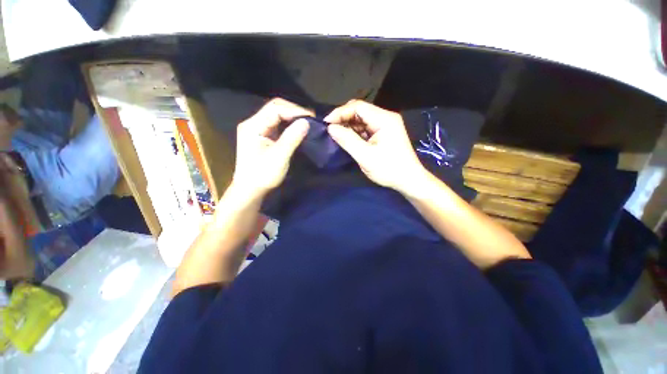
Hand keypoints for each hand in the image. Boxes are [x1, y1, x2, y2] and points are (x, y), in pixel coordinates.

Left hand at [232, 98, 312, 198]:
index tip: (311, 117)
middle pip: (275, 109)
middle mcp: (253, 124)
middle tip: (311, 119)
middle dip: (294, 112)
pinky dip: (289, 126)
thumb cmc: (263, 175)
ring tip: (307, 123)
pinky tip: (298, 130)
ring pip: (277, 117)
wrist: (250, 190)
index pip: (275, 109)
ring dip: (292, 118)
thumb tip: (306, 122)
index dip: (294, 110)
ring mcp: (257, 130)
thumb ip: (292, 138)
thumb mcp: (279, 157)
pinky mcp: (262, 137)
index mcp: (253, 126)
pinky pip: (277, 126)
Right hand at [325, 100, 426, 192]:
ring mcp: (385, 125)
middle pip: (360, 111)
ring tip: (337, 135)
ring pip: (362, 119)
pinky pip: (366, 127)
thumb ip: (347, 140)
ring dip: (349, 126)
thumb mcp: (365, 156)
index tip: (326, 124)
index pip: (358, 106)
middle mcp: (385, 117)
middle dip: (343, 118)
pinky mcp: (384, 133)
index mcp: (384, 119)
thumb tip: (330, 128)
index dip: (340, 112)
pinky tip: (348, 139)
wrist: (408, 180)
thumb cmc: (388, 169)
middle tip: (330, 130)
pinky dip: (355, 132)